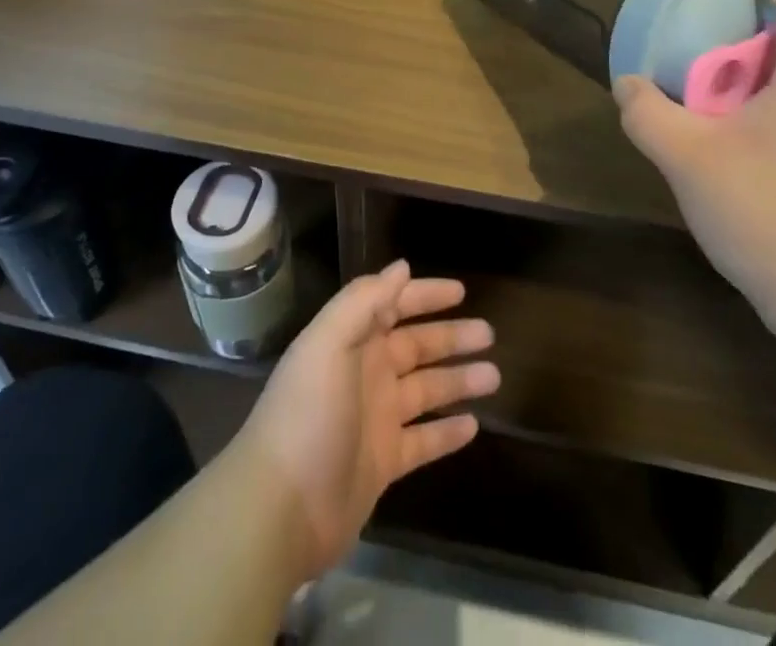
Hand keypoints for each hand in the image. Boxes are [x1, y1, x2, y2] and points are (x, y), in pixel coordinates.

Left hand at [232, 259, 498, 580]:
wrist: (281, 507)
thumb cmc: (308, 412)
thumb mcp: (329, 343)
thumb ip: (365, 301)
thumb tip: (402, 267)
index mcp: (350, 341)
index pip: (392, 306)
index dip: (424, 295)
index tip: (461, 291)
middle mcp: (365, 373)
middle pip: (416, 346)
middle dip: (451, 337)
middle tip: (489, 333)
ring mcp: (375, 419)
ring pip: (426, 391)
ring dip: (458, 381)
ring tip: (494, 375)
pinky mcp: (382, 463)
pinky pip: (423, 441)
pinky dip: (447, 433)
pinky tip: (475, 426)